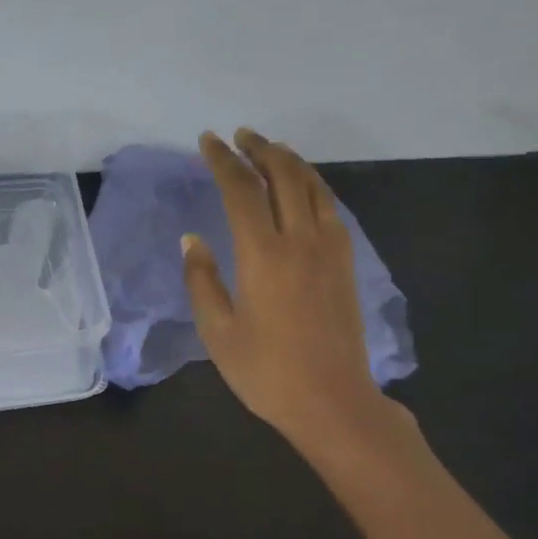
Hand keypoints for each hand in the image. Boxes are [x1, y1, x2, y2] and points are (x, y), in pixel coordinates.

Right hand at [184, 128, 423, 471]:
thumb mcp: (217, 331)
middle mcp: (300, 240)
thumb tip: (192, 239)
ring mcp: (329, 250)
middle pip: (283, 176)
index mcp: (263, 254)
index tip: (207, 141)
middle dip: (259, 149)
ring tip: (270, 148)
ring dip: (290, 160)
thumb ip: (202, 280)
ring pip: (313, 186)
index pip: (241, 190)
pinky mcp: (345, 264)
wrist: (333, 402)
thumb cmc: (266, 372)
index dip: (223, 161)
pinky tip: (303, 188)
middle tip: (239, 136)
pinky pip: (330, 208)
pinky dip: (313, 185)